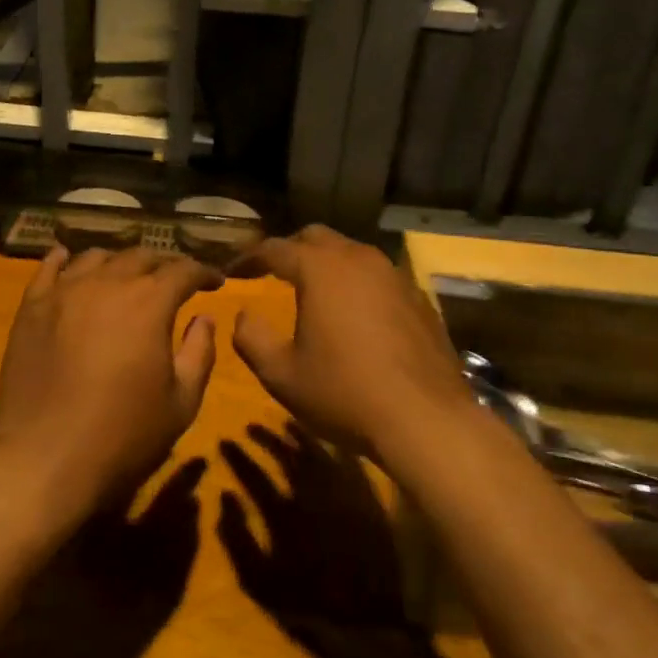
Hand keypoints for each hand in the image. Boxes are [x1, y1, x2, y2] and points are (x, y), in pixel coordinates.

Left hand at [0, 245, 222, 512]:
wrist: (44, 460)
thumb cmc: (123, 436)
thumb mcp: (181, 403)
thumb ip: (199, 353)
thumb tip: (204, 319)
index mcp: (149, 303)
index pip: (183, 270)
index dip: (203, 272)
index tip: (215, 282)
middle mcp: (107, 284)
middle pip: (141, 256)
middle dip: (164, 264)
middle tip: (175, 279)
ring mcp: (64, 292)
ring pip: (97, 257)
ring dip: (120, 262)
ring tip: (127, 275)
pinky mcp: (31, 308)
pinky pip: (48, 268)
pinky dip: (63, 259)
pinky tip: (68, 259)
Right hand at [219, 423, 407, 640]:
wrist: (367, 623)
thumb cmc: (307, 605)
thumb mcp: (258, 582)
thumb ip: (237, 539)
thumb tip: (224, 498)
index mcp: (283, 514)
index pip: (253, 475)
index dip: (237, 456)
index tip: (224, 440)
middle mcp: (312, 495)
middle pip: (286, 455)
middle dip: (266, 438)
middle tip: (251, 426)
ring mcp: (342, 495)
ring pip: (317, 453)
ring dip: (299, 436)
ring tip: (287, 424)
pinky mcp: (366, 501)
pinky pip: (348, 464)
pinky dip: (334, 450)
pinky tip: (329, 444)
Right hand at [231, 226, 473, 460]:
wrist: (425, 420)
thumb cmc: (344, 393)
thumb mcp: (281, 374)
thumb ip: (252, 338)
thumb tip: (244, 315)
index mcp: (321, 269)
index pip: (275, 248)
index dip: (249, 257)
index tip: (232, 271)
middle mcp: (359, 259)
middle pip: (317, 237)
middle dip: (290, 250)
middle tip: (272, 272)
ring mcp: (395, 276)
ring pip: (352, 254)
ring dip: (327, 264)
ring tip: (313, 290)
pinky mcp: (419, 299)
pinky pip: (379, 277)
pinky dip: (357, 285)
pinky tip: (355, 315)